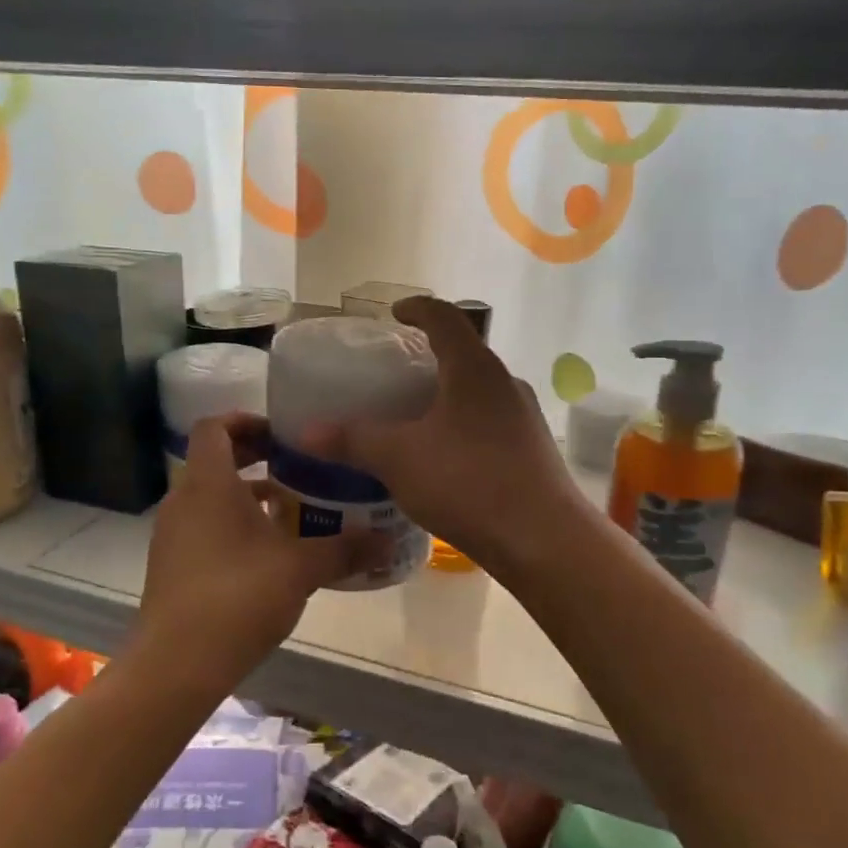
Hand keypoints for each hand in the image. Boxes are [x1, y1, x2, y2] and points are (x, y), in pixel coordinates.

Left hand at [137, 413, 366, 676]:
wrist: (177, 664)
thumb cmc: (238, 596)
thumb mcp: (301, 569)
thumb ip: (345, 549)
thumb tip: (388, 540)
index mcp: (208, 484)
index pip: (213, 427)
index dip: (245, 420)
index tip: (281, 434)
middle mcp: (183, 501)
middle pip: (212, 460)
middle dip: (252, 457)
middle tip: (294, 466)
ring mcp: (172, 535)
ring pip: (209, 497)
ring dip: (245, 495)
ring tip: (289, 509)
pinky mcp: (171, 566)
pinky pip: (203, 527)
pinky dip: (232, 526)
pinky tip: (267, 554)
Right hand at [304, 297, 584, 574]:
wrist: (542, 538)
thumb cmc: (467, 482)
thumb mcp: (398, 459)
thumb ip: (352, 440)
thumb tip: (306, 432)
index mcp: (473, 369)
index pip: (445, 318)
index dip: (417, 308)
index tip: (395, 314)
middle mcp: (505, 383)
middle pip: (465, 354)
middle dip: (431, 357)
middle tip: (397, 372)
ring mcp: (524, 417)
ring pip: (479, 391)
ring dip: (449, 394)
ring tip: (416, 415)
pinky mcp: (532, 449)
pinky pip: (491, 422)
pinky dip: (464, 425)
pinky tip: (445, 456)